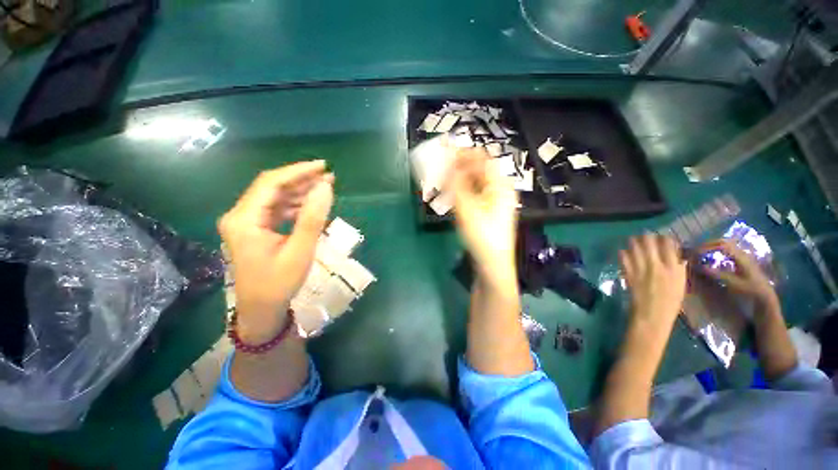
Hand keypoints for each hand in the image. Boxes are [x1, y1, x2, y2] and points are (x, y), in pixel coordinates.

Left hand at [218, 161, 333, 343]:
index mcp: (244, 219)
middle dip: (301, 180)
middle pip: (272, 187)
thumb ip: (313, 217)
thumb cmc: (279, 283)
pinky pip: (276, 210)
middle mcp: (240, 216)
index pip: (271, 183)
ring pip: (275, 198)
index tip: (323, 167)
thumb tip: (325, 187)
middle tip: (328, 176)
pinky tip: (311, 206)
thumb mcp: (300, 250)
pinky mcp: (255, 229)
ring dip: (300, 192)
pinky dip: (295, 205)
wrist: (261, 310)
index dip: (298, 171)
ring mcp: (246, 223)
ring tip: (324, 187)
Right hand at [446, 147, 518, 284]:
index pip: (483, 160)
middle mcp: (500, 190)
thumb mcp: (467, 208)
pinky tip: (450, 195)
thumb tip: (447, 161)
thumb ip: (456, 184)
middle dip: (459, 167)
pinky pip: (474, 194)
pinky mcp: (488, 211)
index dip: (465, 153)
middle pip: (479, 171)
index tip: (445, 152)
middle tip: (440, 168)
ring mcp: (494, 201)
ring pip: (475, 183)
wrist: (491, 264)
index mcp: (500, 186)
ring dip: (458, 179)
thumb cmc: (482, 236)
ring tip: (441, 180)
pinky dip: (462, 191)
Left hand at [620, 234, 687, 329]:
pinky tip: (624, 251)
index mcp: (673, 268)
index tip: (662, 237)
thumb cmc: (670, 302)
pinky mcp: (628, 273)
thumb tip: (677, 256)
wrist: (652, 314)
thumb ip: (678, 268)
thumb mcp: (681, 284)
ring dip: (634, 241)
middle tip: (645, 235)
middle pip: (649, 242)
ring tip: (634, 240)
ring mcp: (640, 268)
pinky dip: (623, 252)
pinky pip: (623, 258)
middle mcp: (657, 265)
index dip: (664, 238)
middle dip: (647, 236)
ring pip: (635, 247)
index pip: (668, 245)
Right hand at [698, 239, 779, 311]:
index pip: (722, 245)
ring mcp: (742, 255)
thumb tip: (700, 266)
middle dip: (709, 244)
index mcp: (740, 257)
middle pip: (723, 242)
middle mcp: (741, 253)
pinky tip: (713, 255)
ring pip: (726, 244)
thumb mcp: (733, 283)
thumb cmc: (749, 289)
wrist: (764, 293)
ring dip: (713, 245)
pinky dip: (718, 249)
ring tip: (702, 251)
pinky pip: (728, 249)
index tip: (696, 252)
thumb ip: (717, 274)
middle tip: (696, 250)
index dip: (708, 247)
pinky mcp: (742, 258)